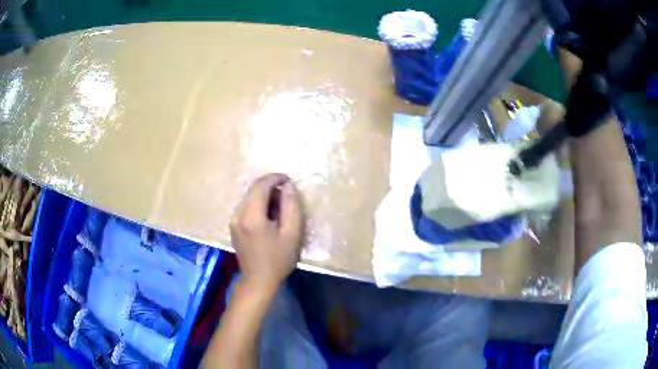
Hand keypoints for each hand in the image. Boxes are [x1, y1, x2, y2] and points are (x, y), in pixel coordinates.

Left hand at [230, 173, 303, 293]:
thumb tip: (288, 186)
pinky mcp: (233, 226)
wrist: (258, 281)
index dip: (275, 178)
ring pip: (249, 197)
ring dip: (264, 196)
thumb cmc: (278, 260)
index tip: (289, 180)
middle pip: (253, 189)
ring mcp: (233, 220)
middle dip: (270, 186)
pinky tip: (269, 216)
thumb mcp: (292, 234)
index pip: (260, 186)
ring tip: (280, 207)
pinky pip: (245, 206)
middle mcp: (238, 215)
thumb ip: (291, 207)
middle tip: (287, 195)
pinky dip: (258, 204)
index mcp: (252, 217)